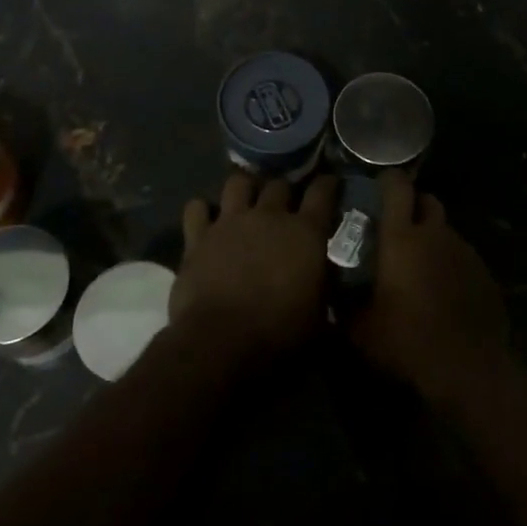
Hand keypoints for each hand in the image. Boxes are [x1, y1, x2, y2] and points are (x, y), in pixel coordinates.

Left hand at [173, 172, 338, 366]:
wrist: (221, 343)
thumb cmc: (280, 334)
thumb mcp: (319, 316)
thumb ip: (324, 286)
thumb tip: (326, 277)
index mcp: (306, 233)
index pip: (323, 191)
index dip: (328, 184)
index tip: (330, 184)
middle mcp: (269, 216)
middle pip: (279, 184)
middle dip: (285, 190)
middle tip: (285, 203)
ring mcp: (231, 221)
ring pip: (238, 182)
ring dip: (245, 188)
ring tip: (246, 201)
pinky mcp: (198, 236)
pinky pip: (197, 208)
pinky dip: (202, 211)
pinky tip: (206, 221)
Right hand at [348, 174, 510, 402]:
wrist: (468, 369)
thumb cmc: (406, 343)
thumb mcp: (361, 330)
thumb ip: (344, 306)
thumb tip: (331, 297)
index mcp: (402, 238)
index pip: (397, 188)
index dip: (388, 180)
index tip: (378, 185)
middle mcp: (435, 235)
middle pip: (427, 201)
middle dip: (414, 206)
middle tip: (398, 226)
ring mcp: (464, 252)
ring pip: (446, 231)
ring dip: (433, 238)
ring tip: (420, 264)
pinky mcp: (485, 274)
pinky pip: (463, 257)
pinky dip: (451, 264)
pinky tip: (444, 290)